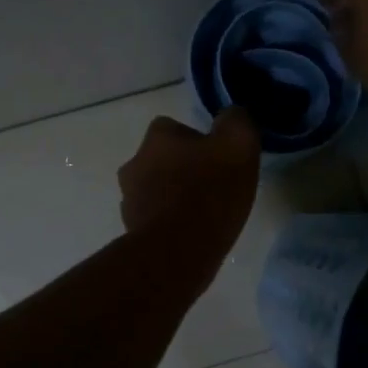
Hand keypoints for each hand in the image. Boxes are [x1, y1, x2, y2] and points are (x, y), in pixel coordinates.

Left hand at [117, 110, 260, 276]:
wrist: (178, 252)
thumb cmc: (209, 193)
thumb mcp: (238, 145)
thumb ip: (236, 121)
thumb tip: (230, 116)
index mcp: (156, 137)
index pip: (175, 128)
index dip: (198, 141)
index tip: (218, 160)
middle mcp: (134, 162)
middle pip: (163, 159)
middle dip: (183, 169)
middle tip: (213, 187)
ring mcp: (129, 198)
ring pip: (156, 189)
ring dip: (175, 196)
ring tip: (203, 215)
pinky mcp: (131, 230)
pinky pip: (154, 218)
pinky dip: (169, 222)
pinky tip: (191, 235)